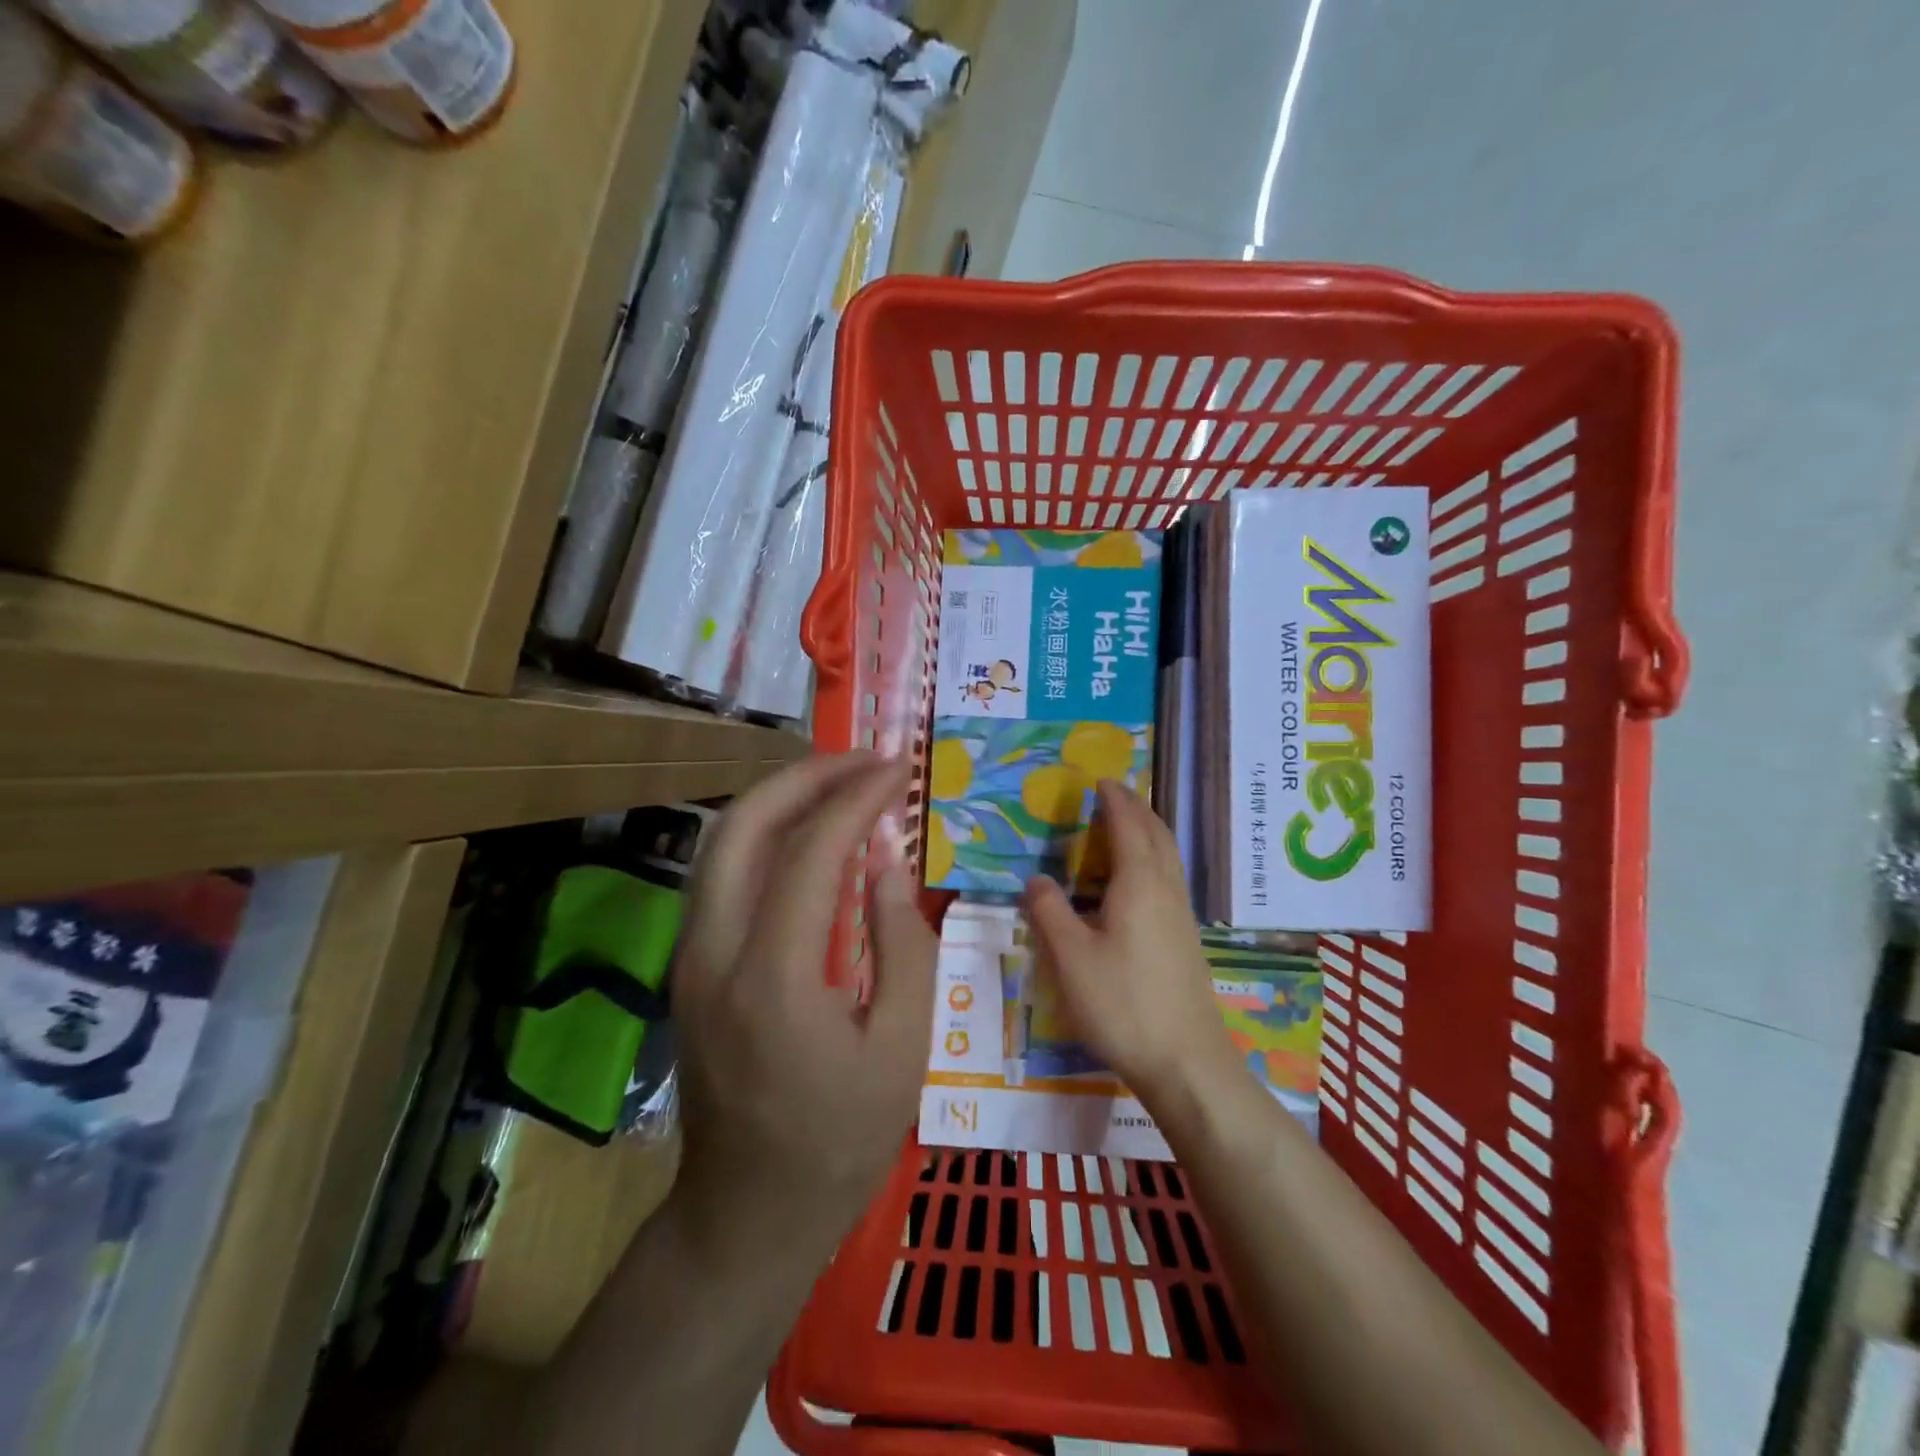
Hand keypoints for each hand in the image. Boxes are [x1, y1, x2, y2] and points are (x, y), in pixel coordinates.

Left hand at [671, 752, 936, 1251]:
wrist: (746, 1213)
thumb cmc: (838, 1141)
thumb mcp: (903, 1050)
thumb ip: (904, 945)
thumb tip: (889, 862)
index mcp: (774, 977)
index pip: (812, 851)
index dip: (857, 799)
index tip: (897, 770)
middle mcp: (714, 952)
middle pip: (743, 825)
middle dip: (806, 775)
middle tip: (865, 761)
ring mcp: (690, 956)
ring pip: (720, 841)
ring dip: (780, 797)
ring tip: (840, 782)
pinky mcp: (688, 964)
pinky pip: (720, 871)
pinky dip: (763, 831)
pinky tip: (806, 831)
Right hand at [1023, 779, 1237, 1104]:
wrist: (1186, 1061)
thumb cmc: (1123, 1003)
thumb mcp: (1071, 958)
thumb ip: (1049, 912)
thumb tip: (1035, 878)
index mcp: (1139, 884)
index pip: (1128, 826)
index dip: (1115, 800)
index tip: (1102, 780)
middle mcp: (1166, 890)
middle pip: (1157, 835)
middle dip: (1137, 808)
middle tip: (1114, 794)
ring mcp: (1182, 915)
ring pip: (1169, 856)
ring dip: (1149, 831)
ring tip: (1127, 826)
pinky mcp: (1186, 938)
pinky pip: (1170, 878)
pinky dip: (1154, 858)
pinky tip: (1138, 880)